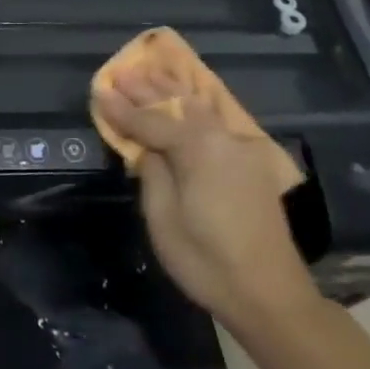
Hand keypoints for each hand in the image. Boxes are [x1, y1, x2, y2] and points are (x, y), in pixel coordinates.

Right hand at [94, 62, 318, 331]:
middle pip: (177, 105)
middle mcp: (222, 139)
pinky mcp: (250, 163)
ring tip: (148, 71)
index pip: (151, 120)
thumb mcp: (164, 218)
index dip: (122, 109)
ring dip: (172, 90)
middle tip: (120, 73)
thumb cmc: (207, 261)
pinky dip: (195, 104)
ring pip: (200, 107)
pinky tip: (187, 96)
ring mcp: (240, 149)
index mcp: (198, 149)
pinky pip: (216, 120)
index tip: (99, 91)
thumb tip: (147, 149)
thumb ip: (152, 172)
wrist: (270, 296)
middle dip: (147, 90)